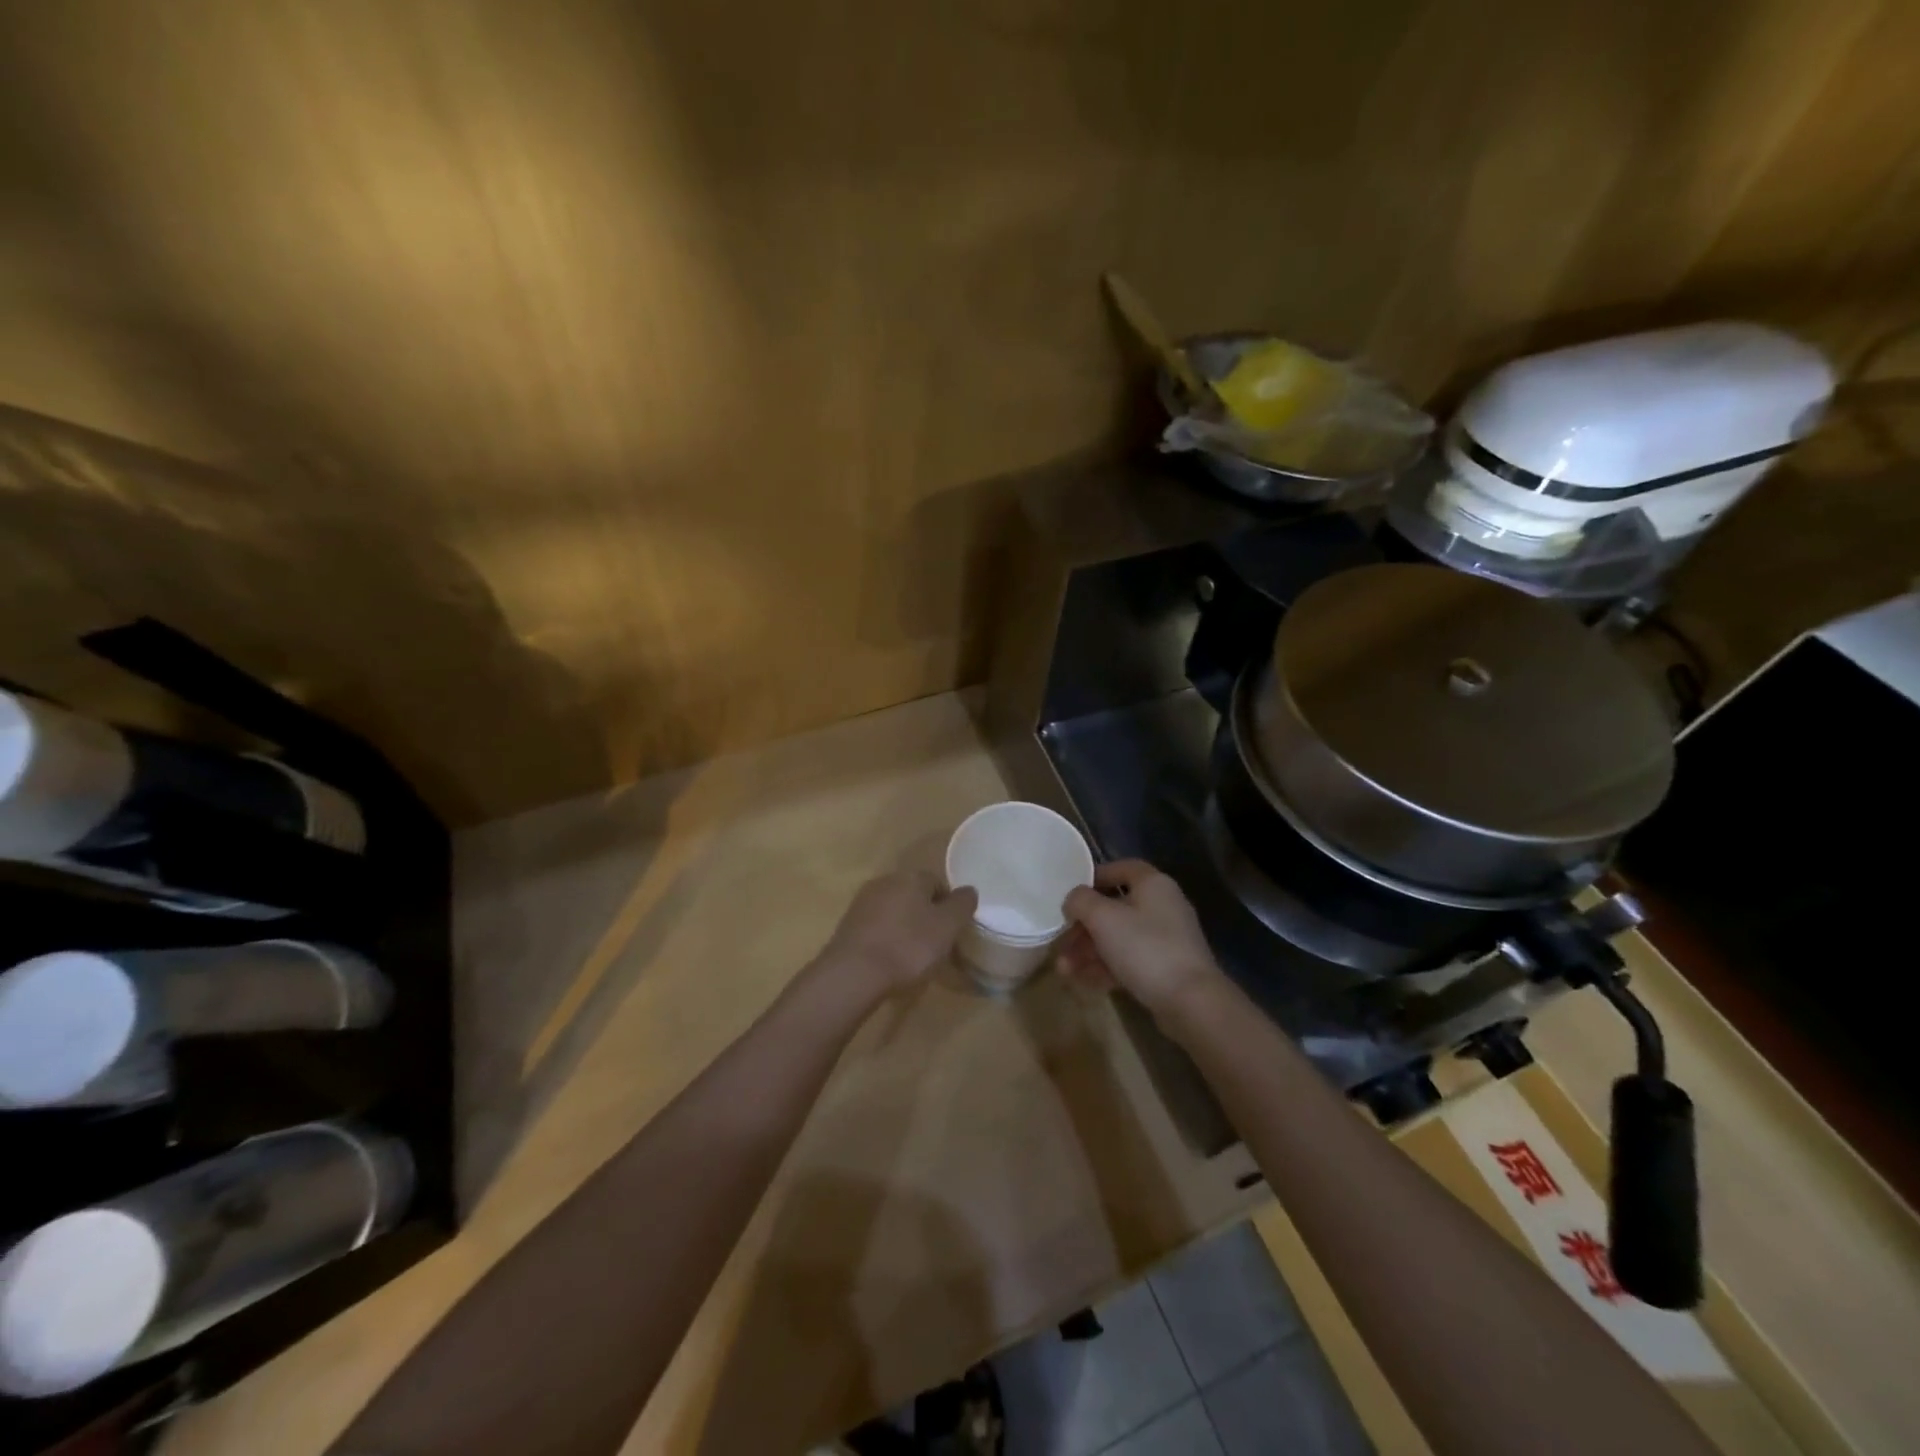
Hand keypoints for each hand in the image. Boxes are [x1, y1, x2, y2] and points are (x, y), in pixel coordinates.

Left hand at [820, 869, 977, 994]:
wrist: (853, 973)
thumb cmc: (908, 947)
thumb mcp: (947, 927)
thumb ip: (961, 905)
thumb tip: (969, 890)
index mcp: (910, 877)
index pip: (937, 882)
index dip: (948, 906)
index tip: (952, 931)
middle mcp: (884, 881)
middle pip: (913, 895)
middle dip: (925, 915)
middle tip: (934, 944)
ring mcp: (862, 902)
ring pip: (893, 910)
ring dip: (904, 927)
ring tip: (911, 956)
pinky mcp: (847, 925)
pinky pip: (876, 927)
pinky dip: (886, 938)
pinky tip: (889, 960)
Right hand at [1060, 859, 1224, 1018]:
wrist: (1191, 1002)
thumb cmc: (1145, 948)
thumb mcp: (1103, 918)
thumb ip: (1080, 901)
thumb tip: (1073, 900)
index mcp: (1153, 884)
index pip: (1121, 868)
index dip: (1093, 878)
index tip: (1071, 896)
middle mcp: (1162, 906)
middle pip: (1115, 908)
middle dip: (1083, 928)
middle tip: (1060, 944)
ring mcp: (1166, 939)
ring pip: (1119, 938)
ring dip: (1089, 952)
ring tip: (1064, 971)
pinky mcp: (1166, 968)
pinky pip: (1129, 961)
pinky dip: (1106, 968)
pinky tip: (1083, 983)